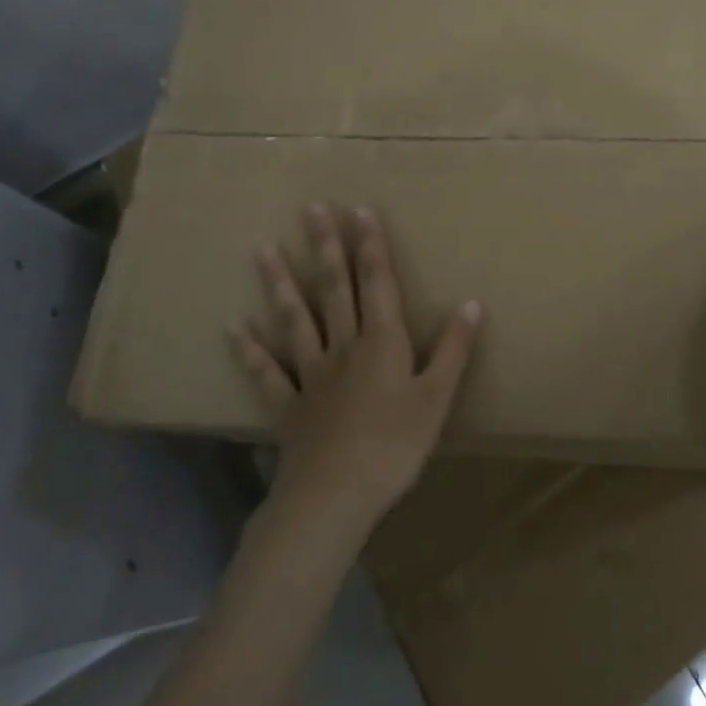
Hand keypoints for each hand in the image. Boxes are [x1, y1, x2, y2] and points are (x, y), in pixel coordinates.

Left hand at [233, 205, 481, 537]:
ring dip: (279, 284)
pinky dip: (249, 350)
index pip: (377, 282)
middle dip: (325, 247)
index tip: (359, 210)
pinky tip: (234, 328)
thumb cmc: (396, 445)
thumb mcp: (438, 397)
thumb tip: (472, 302)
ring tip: (263, 250)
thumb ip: (454, 349)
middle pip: (333, 289)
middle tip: (311, 210)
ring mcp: (310, 374)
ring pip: (294, 320)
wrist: (336, 495)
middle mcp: (343, 347)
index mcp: (382, 342)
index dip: (371, 245)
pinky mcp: (287, 406)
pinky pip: (266, 373)